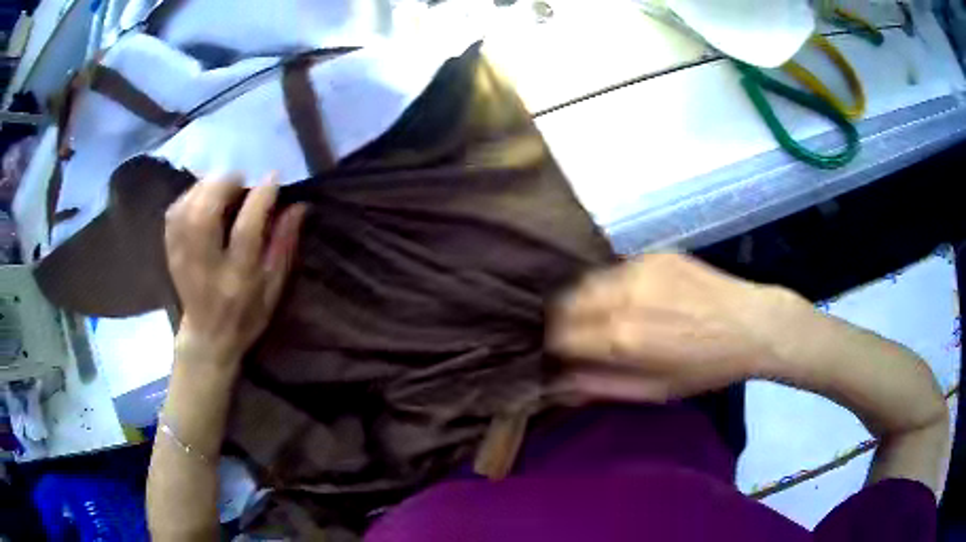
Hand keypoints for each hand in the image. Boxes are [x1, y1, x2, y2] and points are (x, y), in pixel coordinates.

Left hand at [164, 173, 307, 363]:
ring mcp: (183, 258)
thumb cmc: (246, 315)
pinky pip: (174, 213)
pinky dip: (188, 196)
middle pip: (205, 213)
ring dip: (206, 186)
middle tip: (241, 178)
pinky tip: (203, 195)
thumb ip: (284, 246)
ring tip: (223, 184)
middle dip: (224, 184)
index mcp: (237, 278)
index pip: (246, 230)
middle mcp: (206, 266)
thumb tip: (297, 206)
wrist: (207, 338)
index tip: (273, 177)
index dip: (260, 197)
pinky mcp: (171, 252)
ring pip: (187, 209)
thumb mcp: (273, 288)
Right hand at [548, 253, 795, 401]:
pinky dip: (611, 286)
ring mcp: (639, 269)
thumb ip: (600, 386)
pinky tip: (633, 298)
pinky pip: (615, 270)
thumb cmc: (705, 368)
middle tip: (576, 334)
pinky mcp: (654, 254)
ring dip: (584, 301)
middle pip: (565, 302)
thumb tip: (556, 385)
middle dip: (562, 320)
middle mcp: (624, 297)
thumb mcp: (654, 391)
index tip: (562, 354)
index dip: (555, 346)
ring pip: (587, 282)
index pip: (560, 335)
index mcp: (622, 339)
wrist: (752, 324)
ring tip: (602, 315)